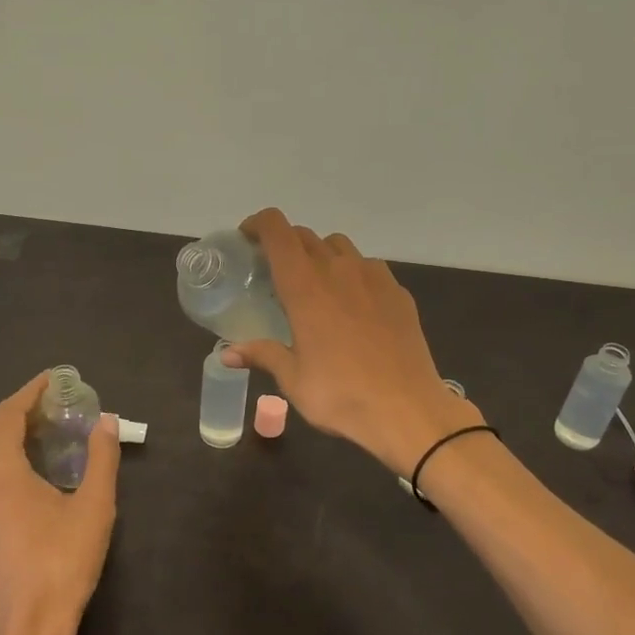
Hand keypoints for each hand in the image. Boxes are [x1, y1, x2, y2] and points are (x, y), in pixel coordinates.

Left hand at [0, 373, 120, 634]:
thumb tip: (107, 420)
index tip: (53, 380)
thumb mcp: (94, 506)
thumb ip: (101, 457)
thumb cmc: (63, 562)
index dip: (29, 392)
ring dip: (3, 438)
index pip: (7, 414)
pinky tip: (22, 478)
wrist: (28, 628)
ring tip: (38, 437)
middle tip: (51, 409)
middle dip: (16, 413)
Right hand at [221, 209, 480, 474]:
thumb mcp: (293, 379)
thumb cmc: (341, 395)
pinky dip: (351, 272)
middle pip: (305, 236)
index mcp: (305, 287)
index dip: (258, 224)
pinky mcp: (398, 292)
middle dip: (284, 243)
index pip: (277, 231)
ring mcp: (373, 278)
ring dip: (319, 254)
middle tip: (274, 270)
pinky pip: (368, 267)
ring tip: (315, 284)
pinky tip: (352, 304)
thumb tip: (226, 353)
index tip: (247, 238)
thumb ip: (262, 355)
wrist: (408, 410)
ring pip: (339, 246)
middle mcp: (338, 271)